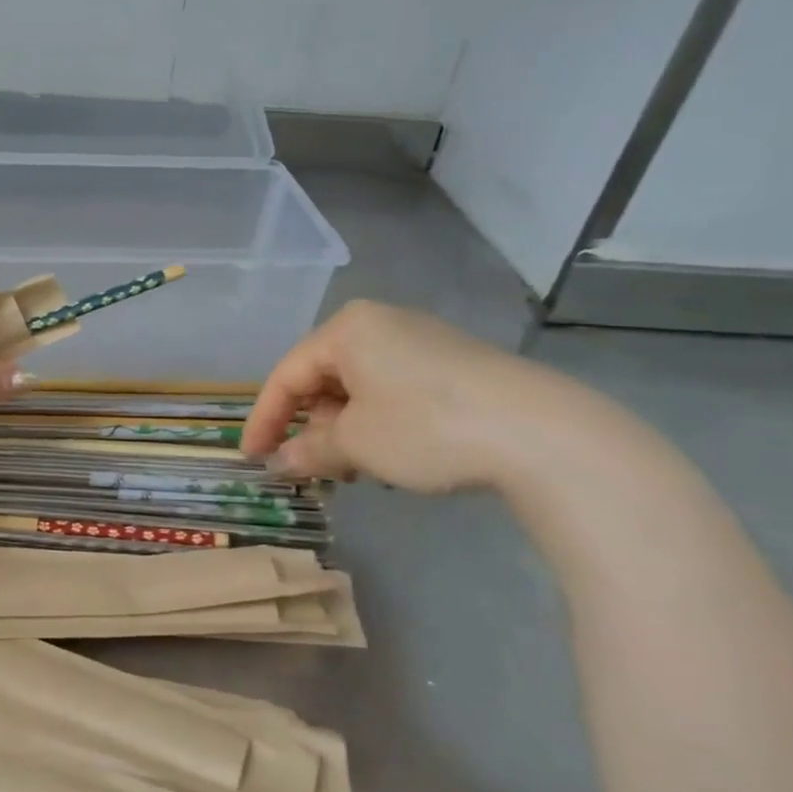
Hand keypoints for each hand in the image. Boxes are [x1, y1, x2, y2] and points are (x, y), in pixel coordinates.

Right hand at [240, 301, 585, 493]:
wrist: (541, 432)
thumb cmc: (426, 427)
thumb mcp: (356, 443)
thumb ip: (308, 450)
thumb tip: (277, 464)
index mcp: (347, 329)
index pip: (287, 374)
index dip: (264, 418)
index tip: (251, 457)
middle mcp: (380, 323)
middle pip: (323, 377)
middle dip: (312, 425)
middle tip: (311, 467)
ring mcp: (420, 340)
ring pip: (360, 386)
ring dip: (347, 428)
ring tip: (357, 468)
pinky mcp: (452, 363)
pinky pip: (394, 389)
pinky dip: (380, 421)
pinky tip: (395, 454)